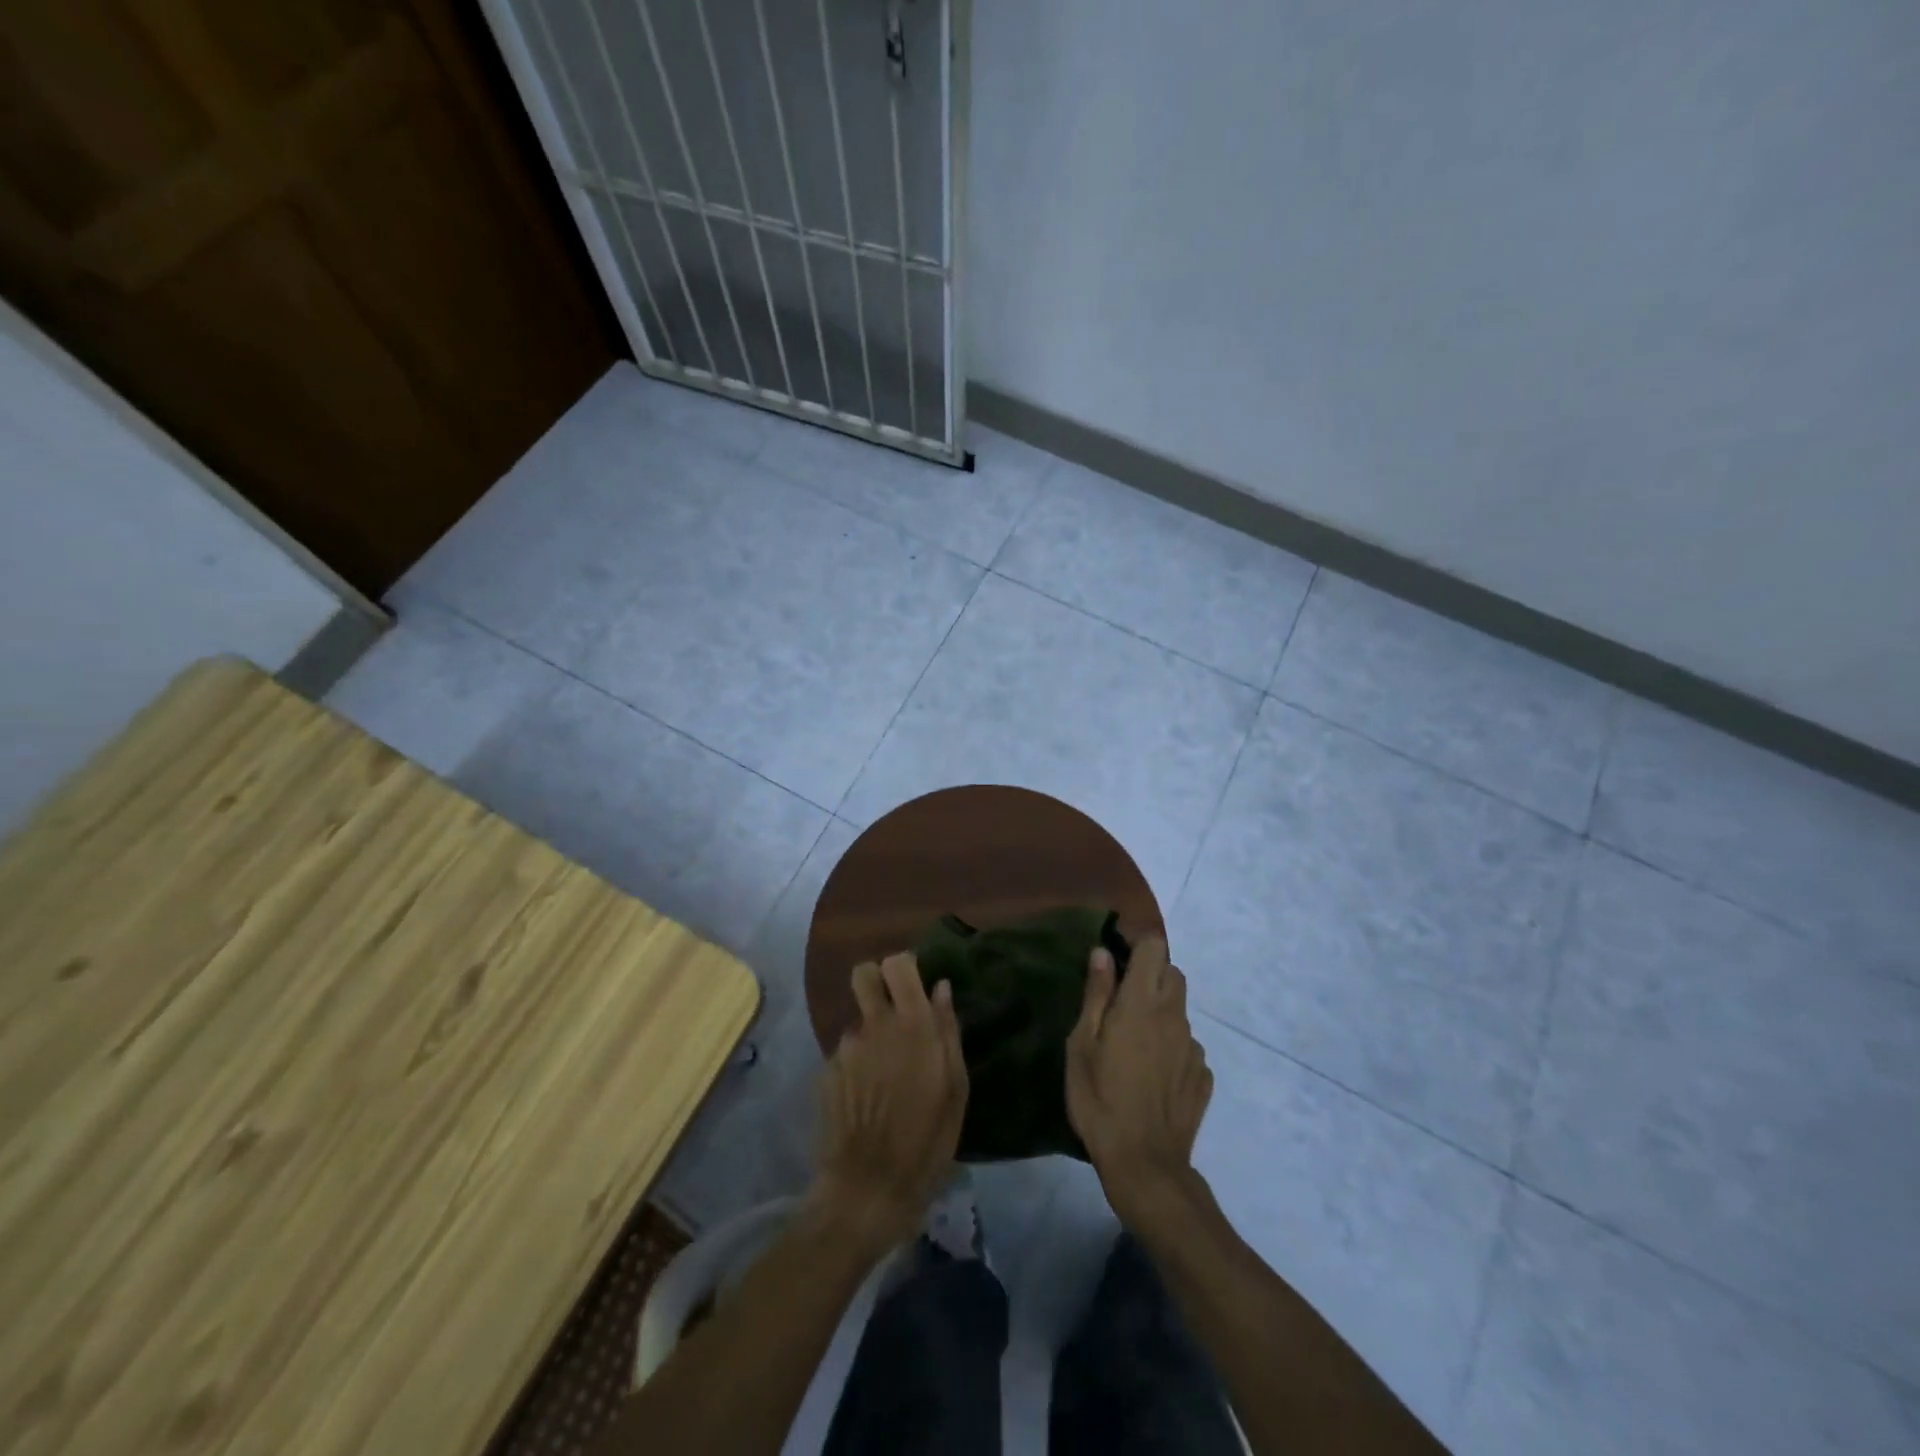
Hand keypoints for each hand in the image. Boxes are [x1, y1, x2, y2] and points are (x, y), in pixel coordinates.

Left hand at [810, 954, 967, 1256]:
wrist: (867, 1190)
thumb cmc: (926, 1141)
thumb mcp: (955, 1089)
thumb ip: (948, 1030)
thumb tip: (941, 988)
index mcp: (912, 1024)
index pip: (897, 963)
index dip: (905, 968)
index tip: (915, 987)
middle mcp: (874, 1025)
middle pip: (864, 974)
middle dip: (877, 983)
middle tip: (894, 1013)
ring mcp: (845, 1048)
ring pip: (858, 1020)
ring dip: (871, 1036)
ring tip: (887, 1077)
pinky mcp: (826, 1072)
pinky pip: (846, 1054)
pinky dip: (857, 1066)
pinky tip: (867, 1099)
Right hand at [1065, 935, 1212, 1227]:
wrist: (1144, 1162)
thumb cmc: (1100, 1098)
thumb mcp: (1082, 1044)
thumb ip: (1096, 994)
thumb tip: (1103, 953)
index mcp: (1141, 1002)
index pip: (1154, 947)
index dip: (1137, 943)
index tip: (1117, 957)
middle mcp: (1173, 1016)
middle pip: (1172, 973)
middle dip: (1151, 973)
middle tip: (1123, 998)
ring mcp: (1192, 1047)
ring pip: (1180, 1010)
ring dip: (1161, 1011)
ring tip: (1135, 1041)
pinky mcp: (1203, 1076)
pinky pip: (1187, 1046)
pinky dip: (1172, 1046)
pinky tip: (1153, 1073)